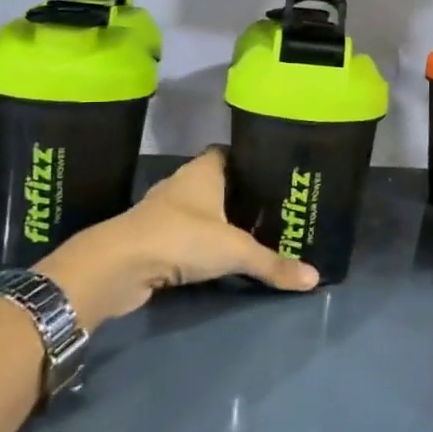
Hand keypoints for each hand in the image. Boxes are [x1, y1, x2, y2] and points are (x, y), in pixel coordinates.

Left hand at [36, 149, 318, 332]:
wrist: (118, 266)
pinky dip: (200, 243)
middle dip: (239, 194)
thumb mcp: (235, 250)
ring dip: (218, 221)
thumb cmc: (181, 238)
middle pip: (216, 182)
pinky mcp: (152, 239)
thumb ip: (273, 264)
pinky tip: (220, 257)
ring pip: (199, 210)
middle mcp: (181, 184)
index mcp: (202, 171)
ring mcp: (163, 212)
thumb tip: (314, 279)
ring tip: (252, 232)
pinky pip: (185, 235)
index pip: (227, 152)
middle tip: (272, 208)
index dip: (248, 159)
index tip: (272, 171)